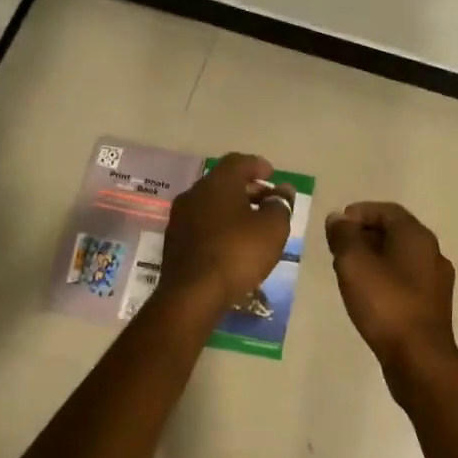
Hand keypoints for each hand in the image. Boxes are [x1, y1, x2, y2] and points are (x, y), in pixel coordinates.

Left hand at [160, 153, 294, 308]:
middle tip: (268, 202)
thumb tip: (283, 191)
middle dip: (248, 189)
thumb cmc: (237, 253)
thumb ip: (280, 204)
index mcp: (218, 182)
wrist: (192, 295)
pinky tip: (232, 243)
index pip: (239, 161)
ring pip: (211, 203)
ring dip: (233, 209)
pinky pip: (202, 224)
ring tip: (253, 225)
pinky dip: (219, 226)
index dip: (258, 165)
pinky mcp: (174, 241)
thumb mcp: (272, 228)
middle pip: (224, 182)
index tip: (272, 175)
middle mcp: (194, 193)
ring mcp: (180, 218)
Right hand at [324, 202, 457, 384]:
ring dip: (373, 257)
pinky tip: (367, 293)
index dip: (359, 212)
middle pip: (395, 232)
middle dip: (364, 234)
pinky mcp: (432, 305)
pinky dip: (384, 276)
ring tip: (347, 269)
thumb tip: (338, 218)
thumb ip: (344, 236)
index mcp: (416, 236)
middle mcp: (432, 252)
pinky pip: (405, 279)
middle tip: (337, 247)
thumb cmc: (386, 305)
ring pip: (400, 257)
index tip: (336, 225)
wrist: (419, 359)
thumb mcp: (354, 265)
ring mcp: (435, 280)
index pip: (387, 210)